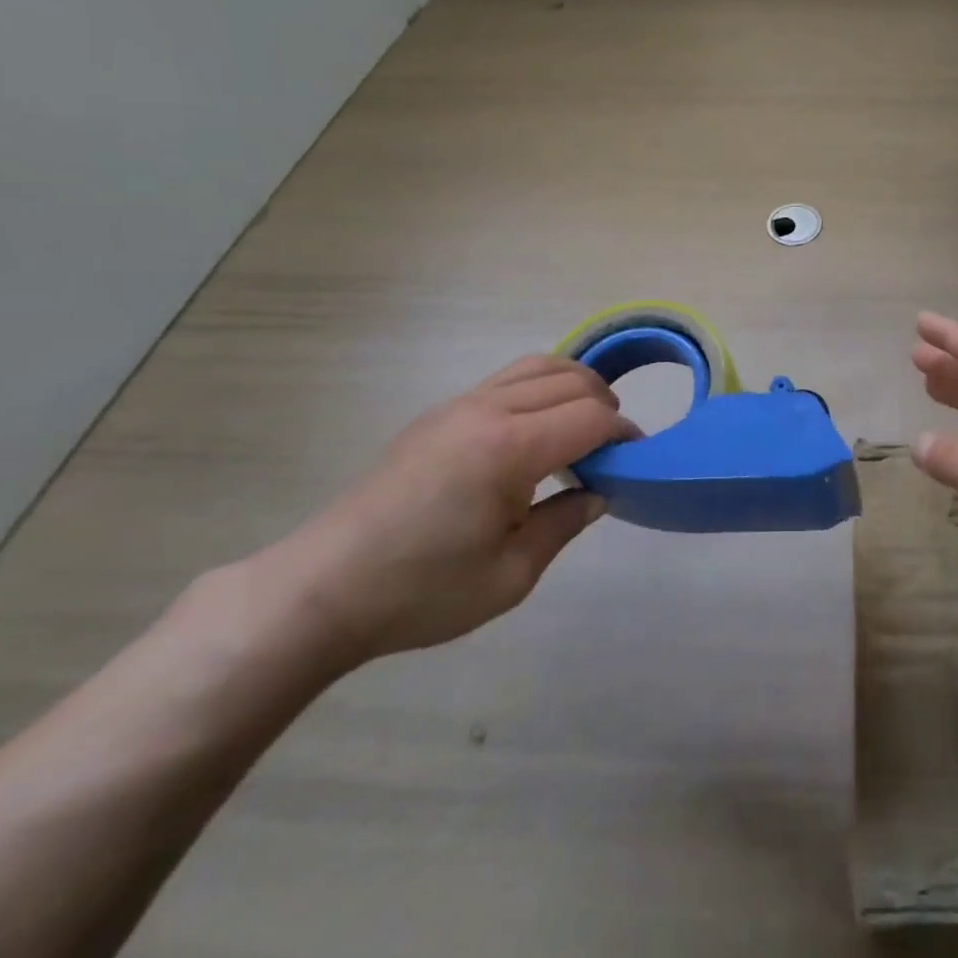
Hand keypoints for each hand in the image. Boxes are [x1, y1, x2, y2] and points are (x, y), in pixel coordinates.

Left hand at [253, 355, 633, 667]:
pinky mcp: (440, 413)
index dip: (623, 434)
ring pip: (539, 366)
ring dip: (575, 386)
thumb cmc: (422, 591)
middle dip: (605, 406)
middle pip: (571, 382)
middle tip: (613, 449)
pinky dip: (541, 387)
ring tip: (585, 425)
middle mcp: (488, 410)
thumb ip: (564, 524)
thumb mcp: (511, 575)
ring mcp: (460, 405)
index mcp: (510, 448)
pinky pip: (508, 378)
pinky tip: (539, 427)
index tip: (635, 460)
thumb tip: (599, 493)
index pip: (591, 418)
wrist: (322, 590)